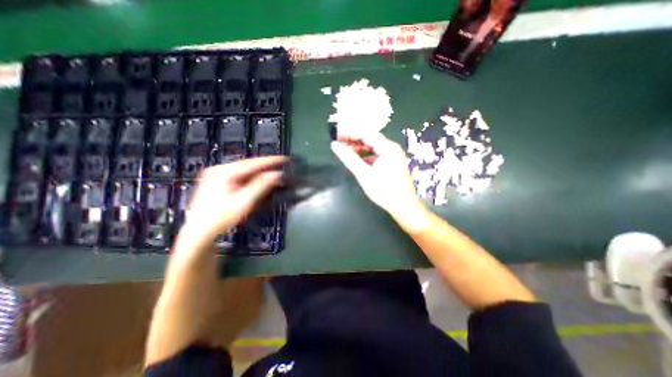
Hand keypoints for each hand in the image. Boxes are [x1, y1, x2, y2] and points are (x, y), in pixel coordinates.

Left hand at [181, 156, 281, 242]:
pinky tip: (258, 180)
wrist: (199, 232)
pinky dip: (251, 177)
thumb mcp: (244, 202)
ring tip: (272, 172)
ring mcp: (216, 175)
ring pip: (244, 170)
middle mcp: (218, 170)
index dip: (270, 160)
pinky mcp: (217, 182)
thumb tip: (277, 175)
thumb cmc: (221, 218)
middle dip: (265, 166)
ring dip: (258, 172)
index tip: (284, 158)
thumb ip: (261, 186)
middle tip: (280, 166)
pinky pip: (239, 176)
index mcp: (223, 172)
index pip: (252, 163)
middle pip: (248, 165)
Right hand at [330, 131, 424, 222]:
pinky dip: (365, 156)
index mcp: (388, 148)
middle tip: (338, 142)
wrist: (403, 206)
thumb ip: (349, 158)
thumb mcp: (364, 174)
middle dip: (353, 140)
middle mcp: (391, 148)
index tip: (336, 134)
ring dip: (358, 148)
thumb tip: (334, 145)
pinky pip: (375, 154)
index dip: (350, 133)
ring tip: (344, 150)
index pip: (366, 133)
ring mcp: (392, 155)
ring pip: (372, 147)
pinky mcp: (391, 162)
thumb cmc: (384, 191)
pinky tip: (356, 160)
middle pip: (369, 139)